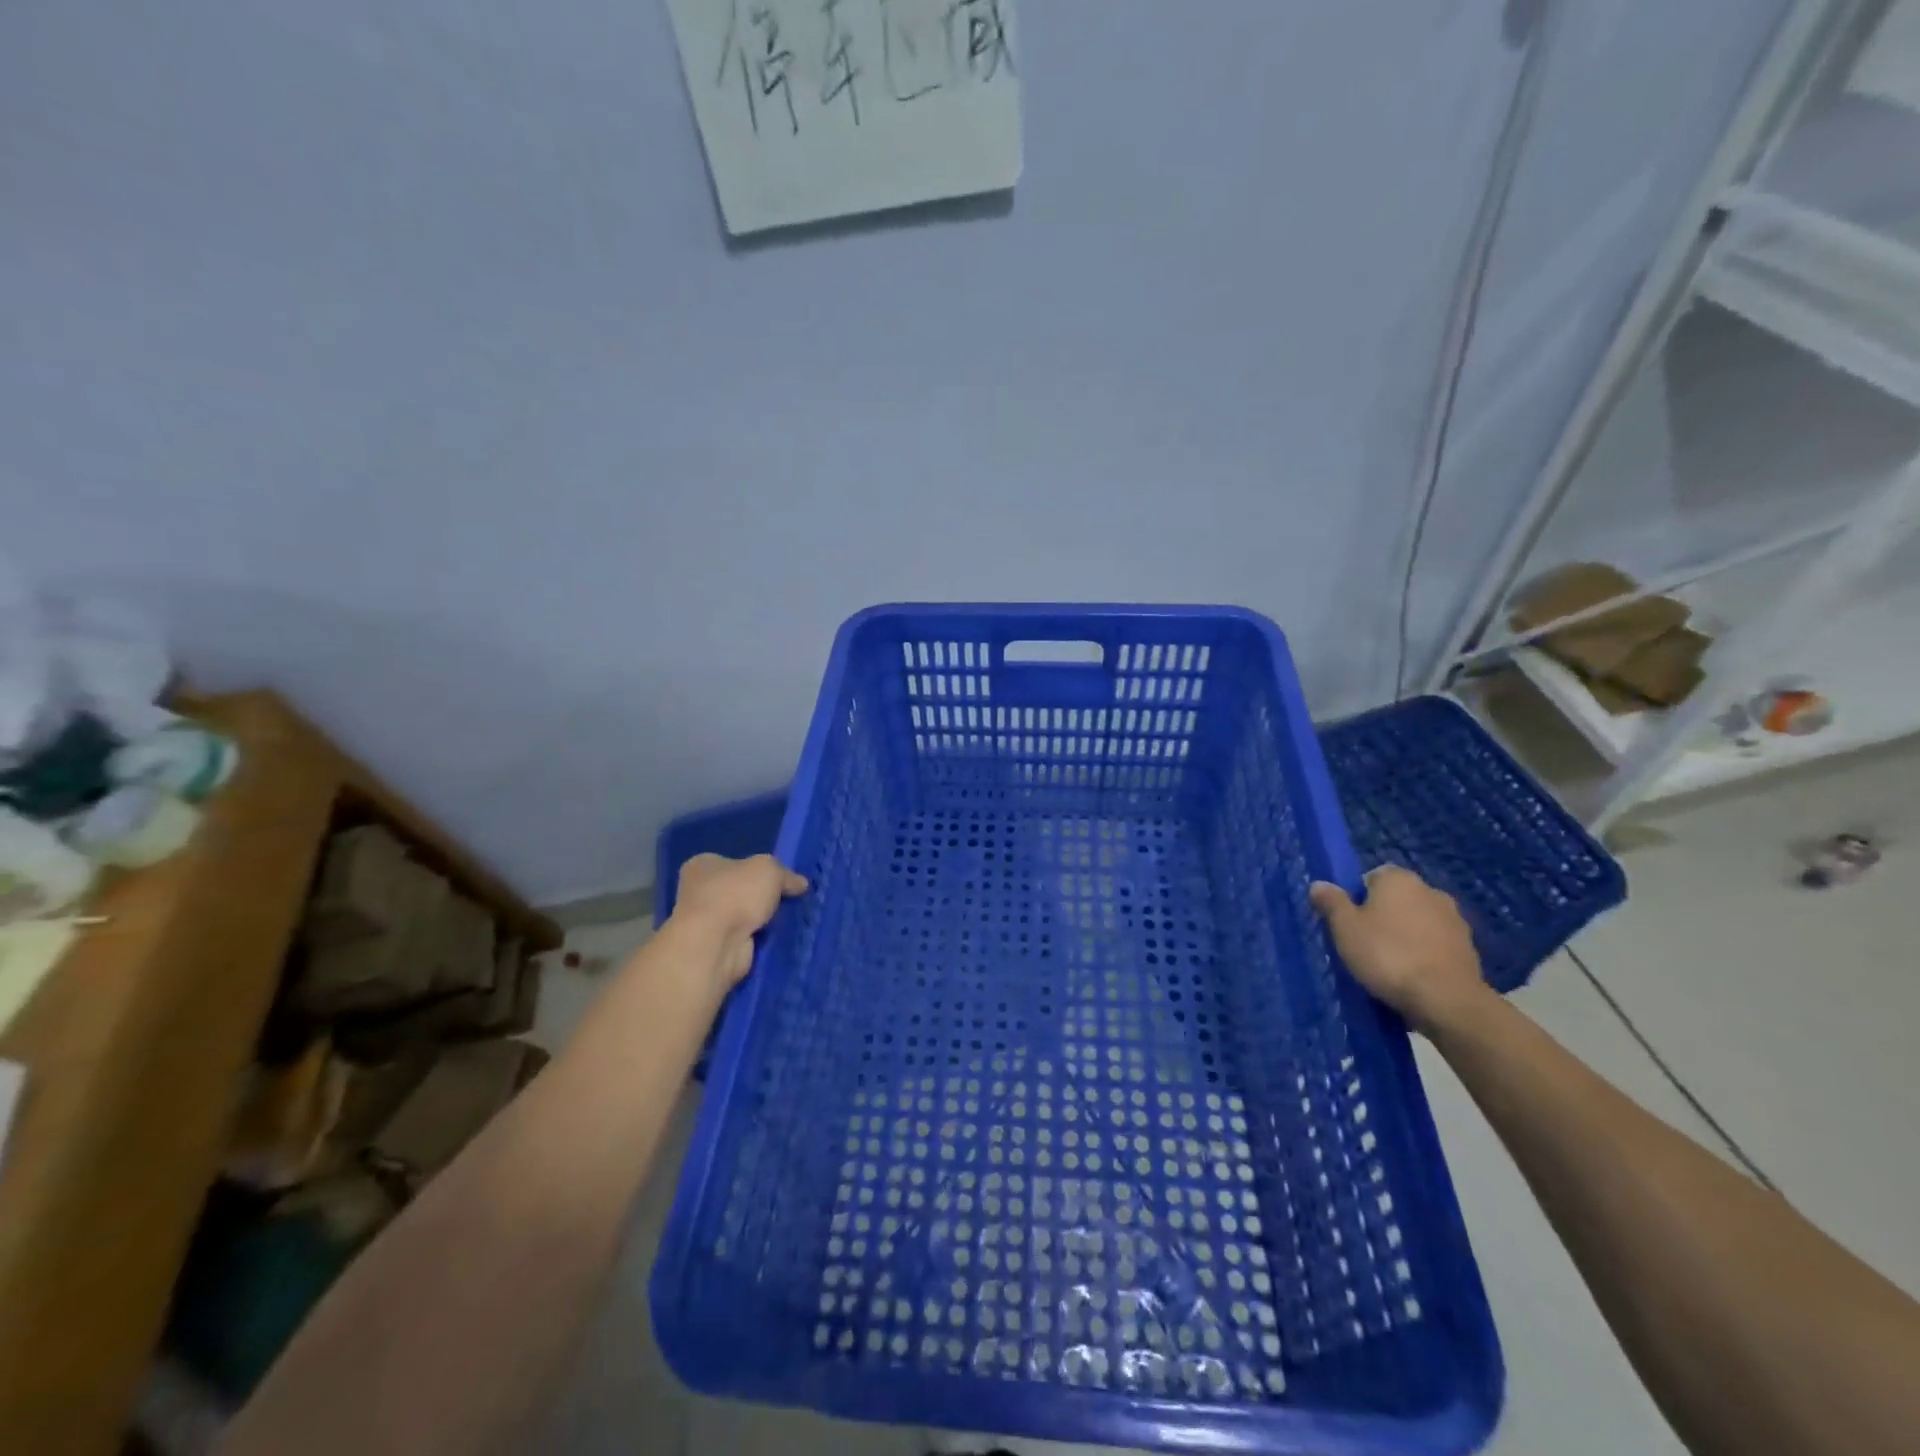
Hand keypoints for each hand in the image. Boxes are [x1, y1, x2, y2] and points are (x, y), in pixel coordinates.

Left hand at [671, 853, 808, 987]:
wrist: (715, 945)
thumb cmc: (735, 895)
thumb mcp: (769, 869)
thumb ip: (785, 874)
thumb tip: (800, 884)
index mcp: (703, 866)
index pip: (734, 862)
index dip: (759, 869)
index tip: (782, 878)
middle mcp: (699, 892)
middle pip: (740, 890)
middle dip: (763, 896)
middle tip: (790, 898)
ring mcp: (706, 923)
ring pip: (744, 916)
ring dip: (764, 920)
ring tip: (790, 918)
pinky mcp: (716, 948)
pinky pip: (746, 938)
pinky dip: (761, 939)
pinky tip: (779, 937)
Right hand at [1310, 866, 1489, 1034]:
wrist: (1446, 1000)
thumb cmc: (1387, 955)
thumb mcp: (1345, 928)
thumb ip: (1331, 902)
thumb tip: (1319, 884)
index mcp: (1399, 879)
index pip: (1372, 876)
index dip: (1357, 897)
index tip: (1349, 922)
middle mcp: (1430, 891)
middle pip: (1397, 899)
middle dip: (1383, 916)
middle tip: (1364, 943)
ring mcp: (1455, 920)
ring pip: (1418, 922)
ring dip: (1406, 935)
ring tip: (1389, 964)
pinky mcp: (1469, 949)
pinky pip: (1436, 945)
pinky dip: (1425, 954)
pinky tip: (1413, 976)